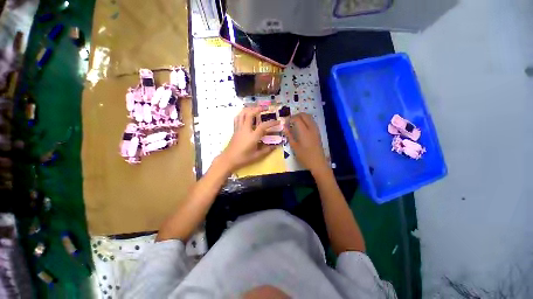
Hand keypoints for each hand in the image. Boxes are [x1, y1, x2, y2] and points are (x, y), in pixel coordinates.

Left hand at [219, 107, 279, 171]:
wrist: (228, 159)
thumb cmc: (243, 158)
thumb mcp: (257, 156)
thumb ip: (267, 150)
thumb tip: (275, 146)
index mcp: (252, 137)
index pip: (263, 126)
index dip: (271, 123)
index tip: (278, 121)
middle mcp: (245, 130)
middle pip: (250, 114)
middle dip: (258, 109)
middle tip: (264, 108)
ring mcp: (238, 128)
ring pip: (242, 114)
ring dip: (249, 109)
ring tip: (255, 109)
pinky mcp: (235, 130)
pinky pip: (237, 118)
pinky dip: (242, 114)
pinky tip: (245, 115)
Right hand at [284, 113, 328, 173]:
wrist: (318, 162)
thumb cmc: (304, 156)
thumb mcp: (294, 146)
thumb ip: (289, 135)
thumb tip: (284, 127)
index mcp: (304, 131)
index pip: (297, 118)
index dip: (290, 118)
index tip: (285, 122)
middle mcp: (311, 127)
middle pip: (304, 115)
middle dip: (296, 115)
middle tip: (290, 121)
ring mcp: (316, 129)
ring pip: (309, 117)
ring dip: (301, 117)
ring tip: (295, 123)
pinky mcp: (318, 132)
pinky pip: (312, 121)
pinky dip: (306, 120)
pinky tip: (302, 127)